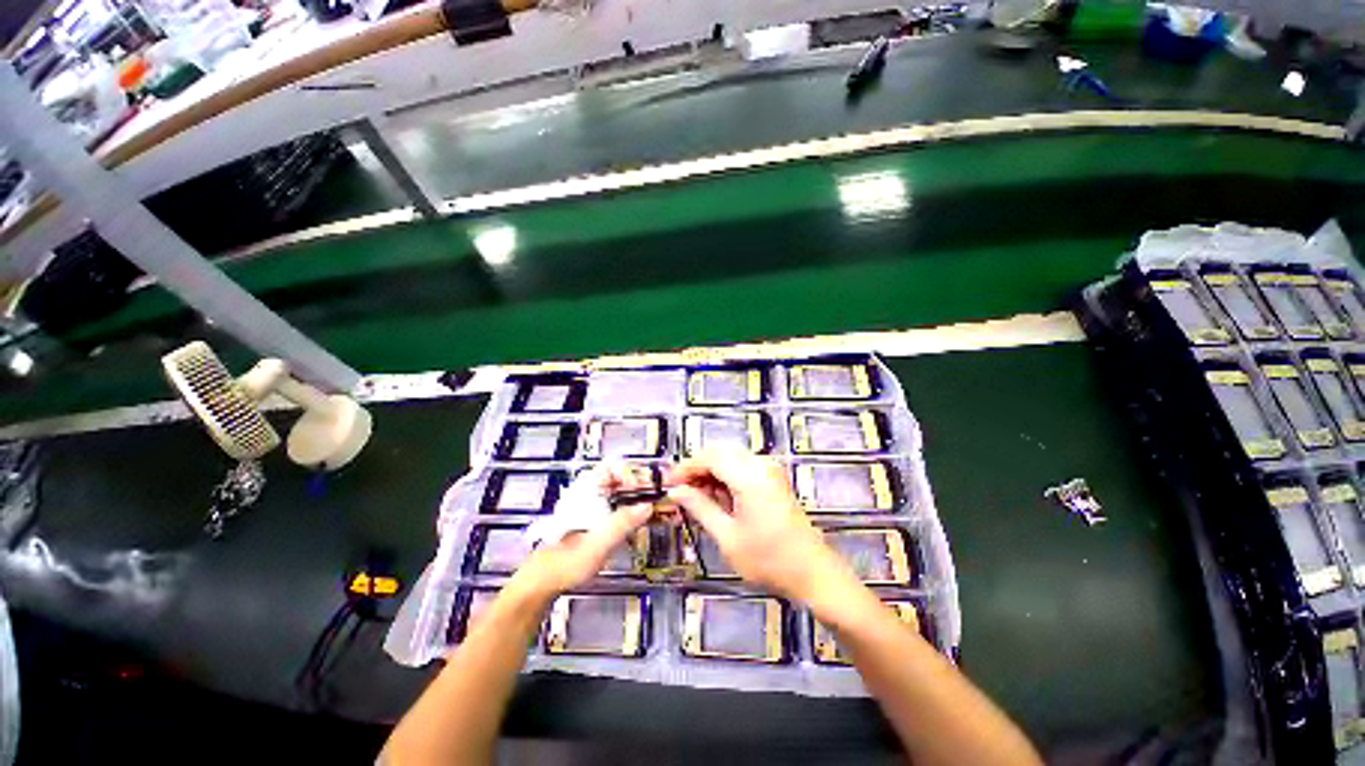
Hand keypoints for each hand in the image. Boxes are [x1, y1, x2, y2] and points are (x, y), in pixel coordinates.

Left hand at [509, 463, 653, 601]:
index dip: (631, 474)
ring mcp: (594, 506)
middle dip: (642, 487)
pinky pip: (620, 507)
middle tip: (658, 500)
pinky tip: (645, 522)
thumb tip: (648, 506)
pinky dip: (634, 511)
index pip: (613, 466)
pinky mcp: (597, 520)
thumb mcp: (599, 542)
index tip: (644, 490)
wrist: (544, 581)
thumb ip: (624, 522)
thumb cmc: (567, 560)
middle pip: (622, 479)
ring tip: (657, 511)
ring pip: (623, 493)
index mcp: (588, 491)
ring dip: (641, 499)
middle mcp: (591, 494)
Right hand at [667, 447, 857, 604]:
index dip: (686, 467)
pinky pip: (742, 465)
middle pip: (720, 452)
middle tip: (680, 490)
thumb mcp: (727, 536)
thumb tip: (676, 491)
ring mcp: (770, 469)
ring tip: (696, 497)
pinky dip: (725, 475)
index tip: (668, 483)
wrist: (813, 572)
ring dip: (711, 471)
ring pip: (730, 457)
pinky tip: (718, 497)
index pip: (710, 457)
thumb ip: (700, 507)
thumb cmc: (768, 559)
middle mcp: (761, 464)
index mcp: (749, 476)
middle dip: (697, 467)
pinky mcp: (774, 477)